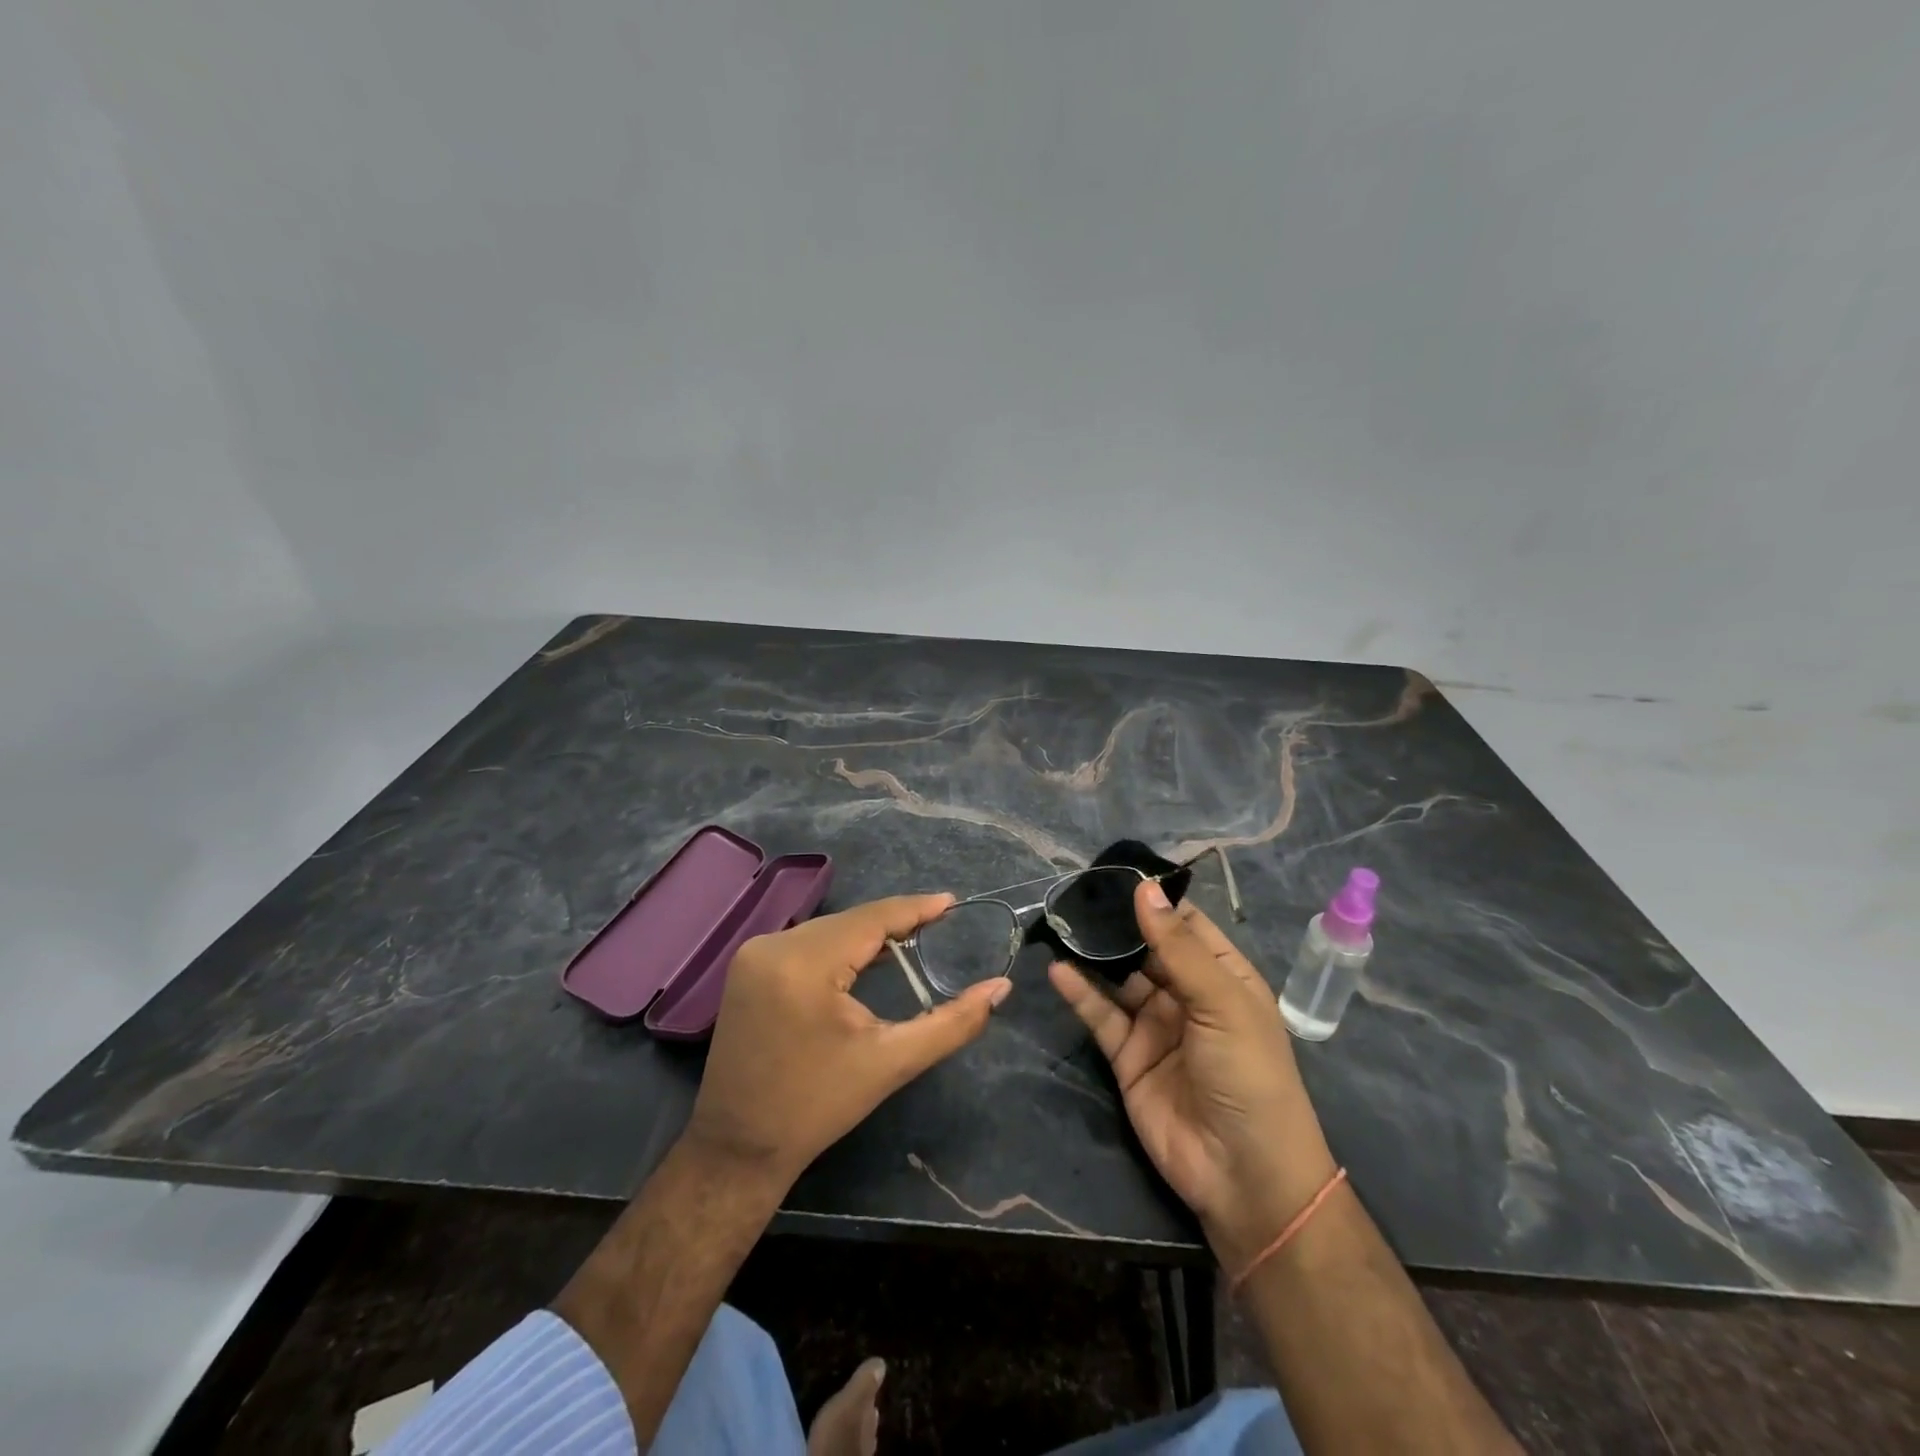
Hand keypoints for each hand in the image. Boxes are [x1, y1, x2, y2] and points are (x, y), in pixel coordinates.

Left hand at [685, 894, 1010, 1186]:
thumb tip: (1001, 987)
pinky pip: (805, 942)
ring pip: (827, 929)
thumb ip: (952, 1023)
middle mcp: (773, 945)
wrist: (739, 1147)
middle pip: (849, 922)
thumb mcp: (891, 1063)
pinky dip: (838, 946)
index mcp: (804, 963)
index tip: (952, 901)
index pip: (871, 919)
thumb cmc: (818, 1106)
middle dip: (894, 923)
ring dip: (866, 935)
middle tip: (938, 923)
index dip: (915, 908)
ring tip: (912, 938)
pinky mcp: (747, 966)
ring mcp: (754, 954)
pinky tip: (865, 957)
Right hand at [1048, 880, 1337, 1269]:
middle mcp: (1187, 994)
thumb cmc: (1250, 1076)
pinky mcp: (1127, 1056)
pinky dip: (1080, 992)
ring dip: (1093, 954)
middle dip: (1116, 923)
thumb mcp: (1222, 1003)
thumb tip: (1144, 889)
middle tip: (1074, 894)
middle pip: (1146, 948)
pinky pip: (1101, 1015)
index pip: (1184, 924)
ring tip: (1060, 924)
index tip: (1113, 872)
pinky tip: (1057, 970)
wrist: (1244, 1176)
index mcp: (1223, 976)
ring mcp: (1155, 1025)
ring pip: (1119, 978)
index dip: (1153, 899)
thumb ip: (1177, 947)